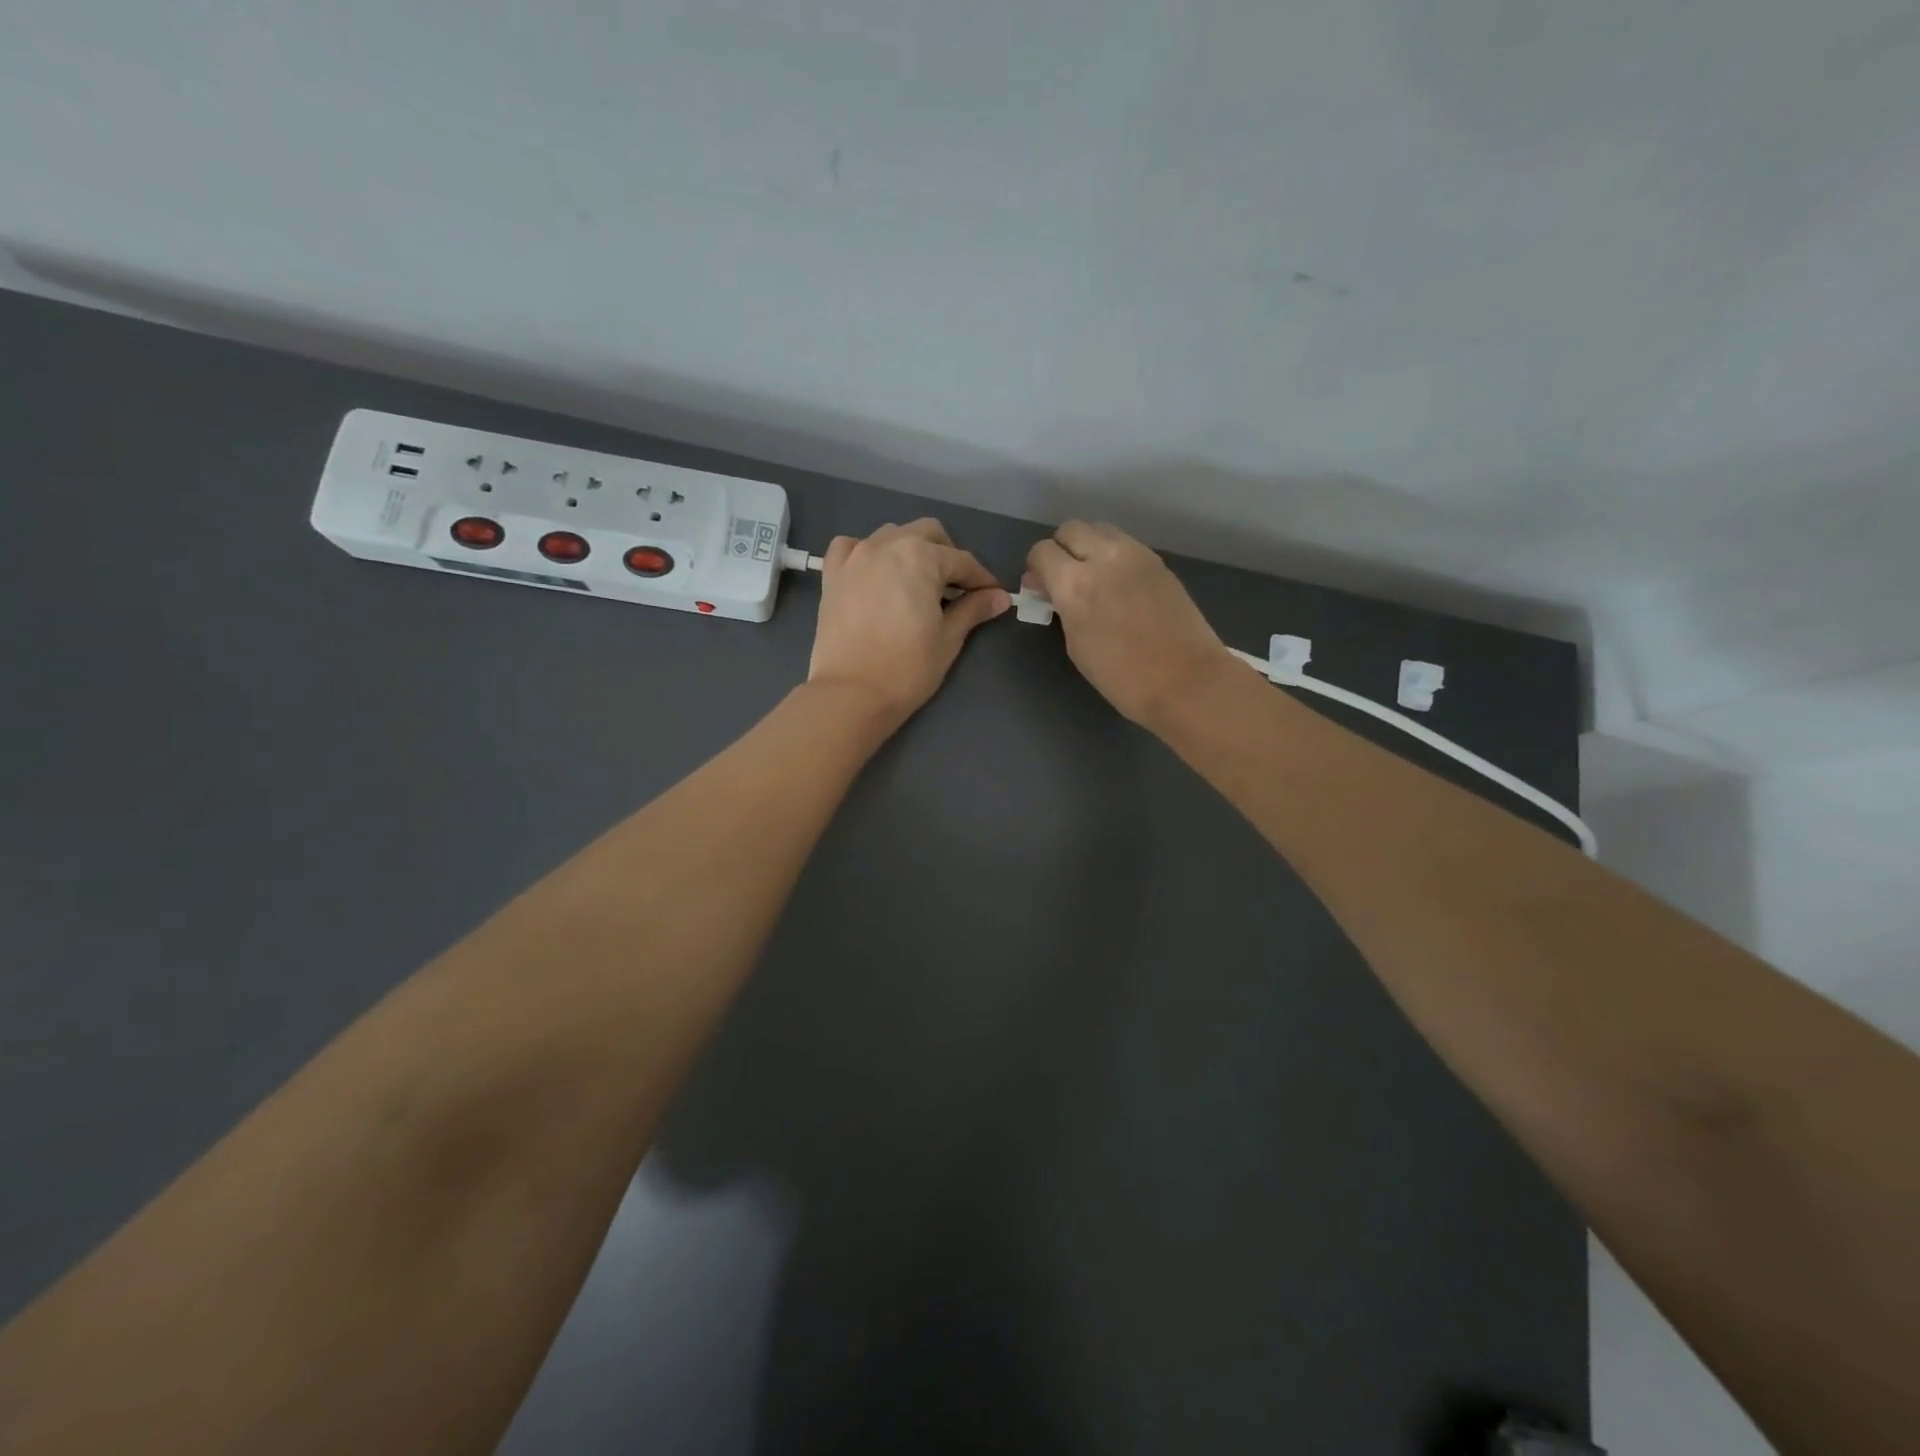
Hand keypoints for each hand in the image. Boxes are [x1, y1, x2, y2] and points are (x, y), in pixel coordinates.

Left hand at [808, 519, 1009, 723]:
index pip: (961, 561)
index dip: (981, 580)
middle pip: (927, 534)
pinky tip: (875, 574)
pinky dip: (868, 553)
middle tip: (956, 589)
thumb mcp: (948, 638)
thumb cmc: (907, 668)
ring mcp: (855, 556)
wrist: (851, 694)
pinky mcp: (832, 574)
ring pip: (891, 535)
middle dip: (947, 556)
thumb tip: (999, 597)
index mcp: (920, 556)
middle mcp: (886, 545)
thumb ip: (973, 609)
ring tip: (918, 582)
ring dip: (910, 550)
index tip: (993, 596)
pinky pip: (851, 547)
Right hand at [1024, 521, 1230, 727]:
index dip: (1036, 568)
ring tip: (1094, 578)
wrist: (1186, 680)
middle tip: (1065, 578)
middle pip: (1071, 529)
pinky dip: (1113, 555)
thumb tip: (1053, 589)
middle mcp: (1104, 557)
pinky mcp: (1158, 561)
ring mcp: (1136, 555)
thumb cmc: (1122, 676)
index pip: (1042, 552)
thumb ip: (1063, 607)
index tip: (1042, 588)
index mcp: (1075, 584)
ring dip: (1089, 547)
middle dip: (1062, 550)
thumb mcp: (1076, 645)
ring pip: (1100, 530)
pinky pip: (1125, 544)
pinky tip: (1119, 585)